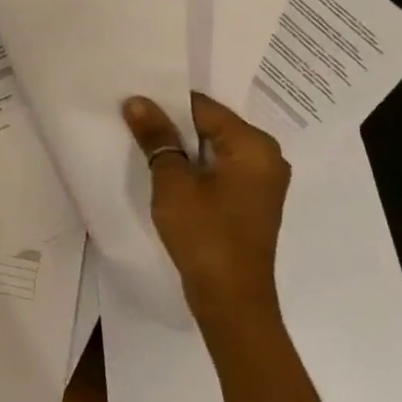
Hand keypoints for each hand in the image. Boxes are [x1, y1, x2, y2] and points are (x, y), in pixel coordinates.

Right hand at [122, 93, 290, 333]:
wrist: (231, 299)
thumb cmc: (205, 234)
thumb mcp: (173, 182)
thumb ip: (156, 137)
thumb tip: (137, 101)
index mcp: (254, 145)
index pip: (204, 108)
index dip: (166, 104)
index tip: (134, 103)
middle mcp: (267, 156)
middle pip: (211, 126)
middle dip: (174, 125)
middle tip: (134, 120)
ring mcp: (262, 181)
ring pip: (214, 149)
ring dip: (183, 148)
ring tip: (145, 145)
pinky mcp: (252, 201)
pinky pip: (220, 169)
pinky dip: (195, 168)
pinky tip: (168, 173)